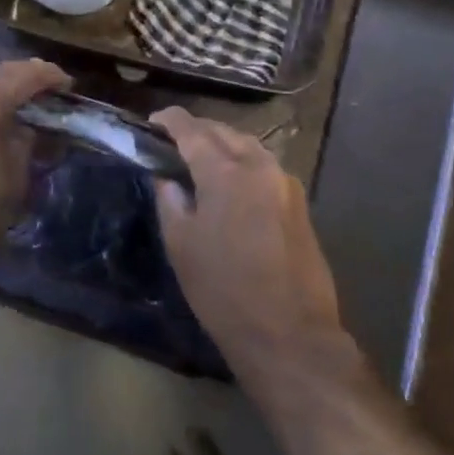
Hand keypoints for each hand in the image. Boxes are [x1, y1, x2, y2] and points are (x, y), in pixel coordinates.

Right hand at [150, 109, 345, 374]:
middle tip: (173, 141)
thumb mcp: (182, 246)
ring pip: (248, 145)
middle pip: (223, 131)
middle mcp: (259, 165)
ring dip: (223, 143)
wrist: (290, 334)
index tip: (153, 121)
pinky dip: (244, 161)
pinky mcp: (299, 201)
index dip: (170, 120)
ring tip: (202, 157)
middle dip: (197, 130)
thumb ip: (170, 201)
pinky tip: (233, 181)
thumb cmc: (225, 291)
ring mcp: (284, 181)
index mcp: (225, 171)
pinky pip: (265, 165)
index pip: (192, 130)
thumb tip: (167, 178)